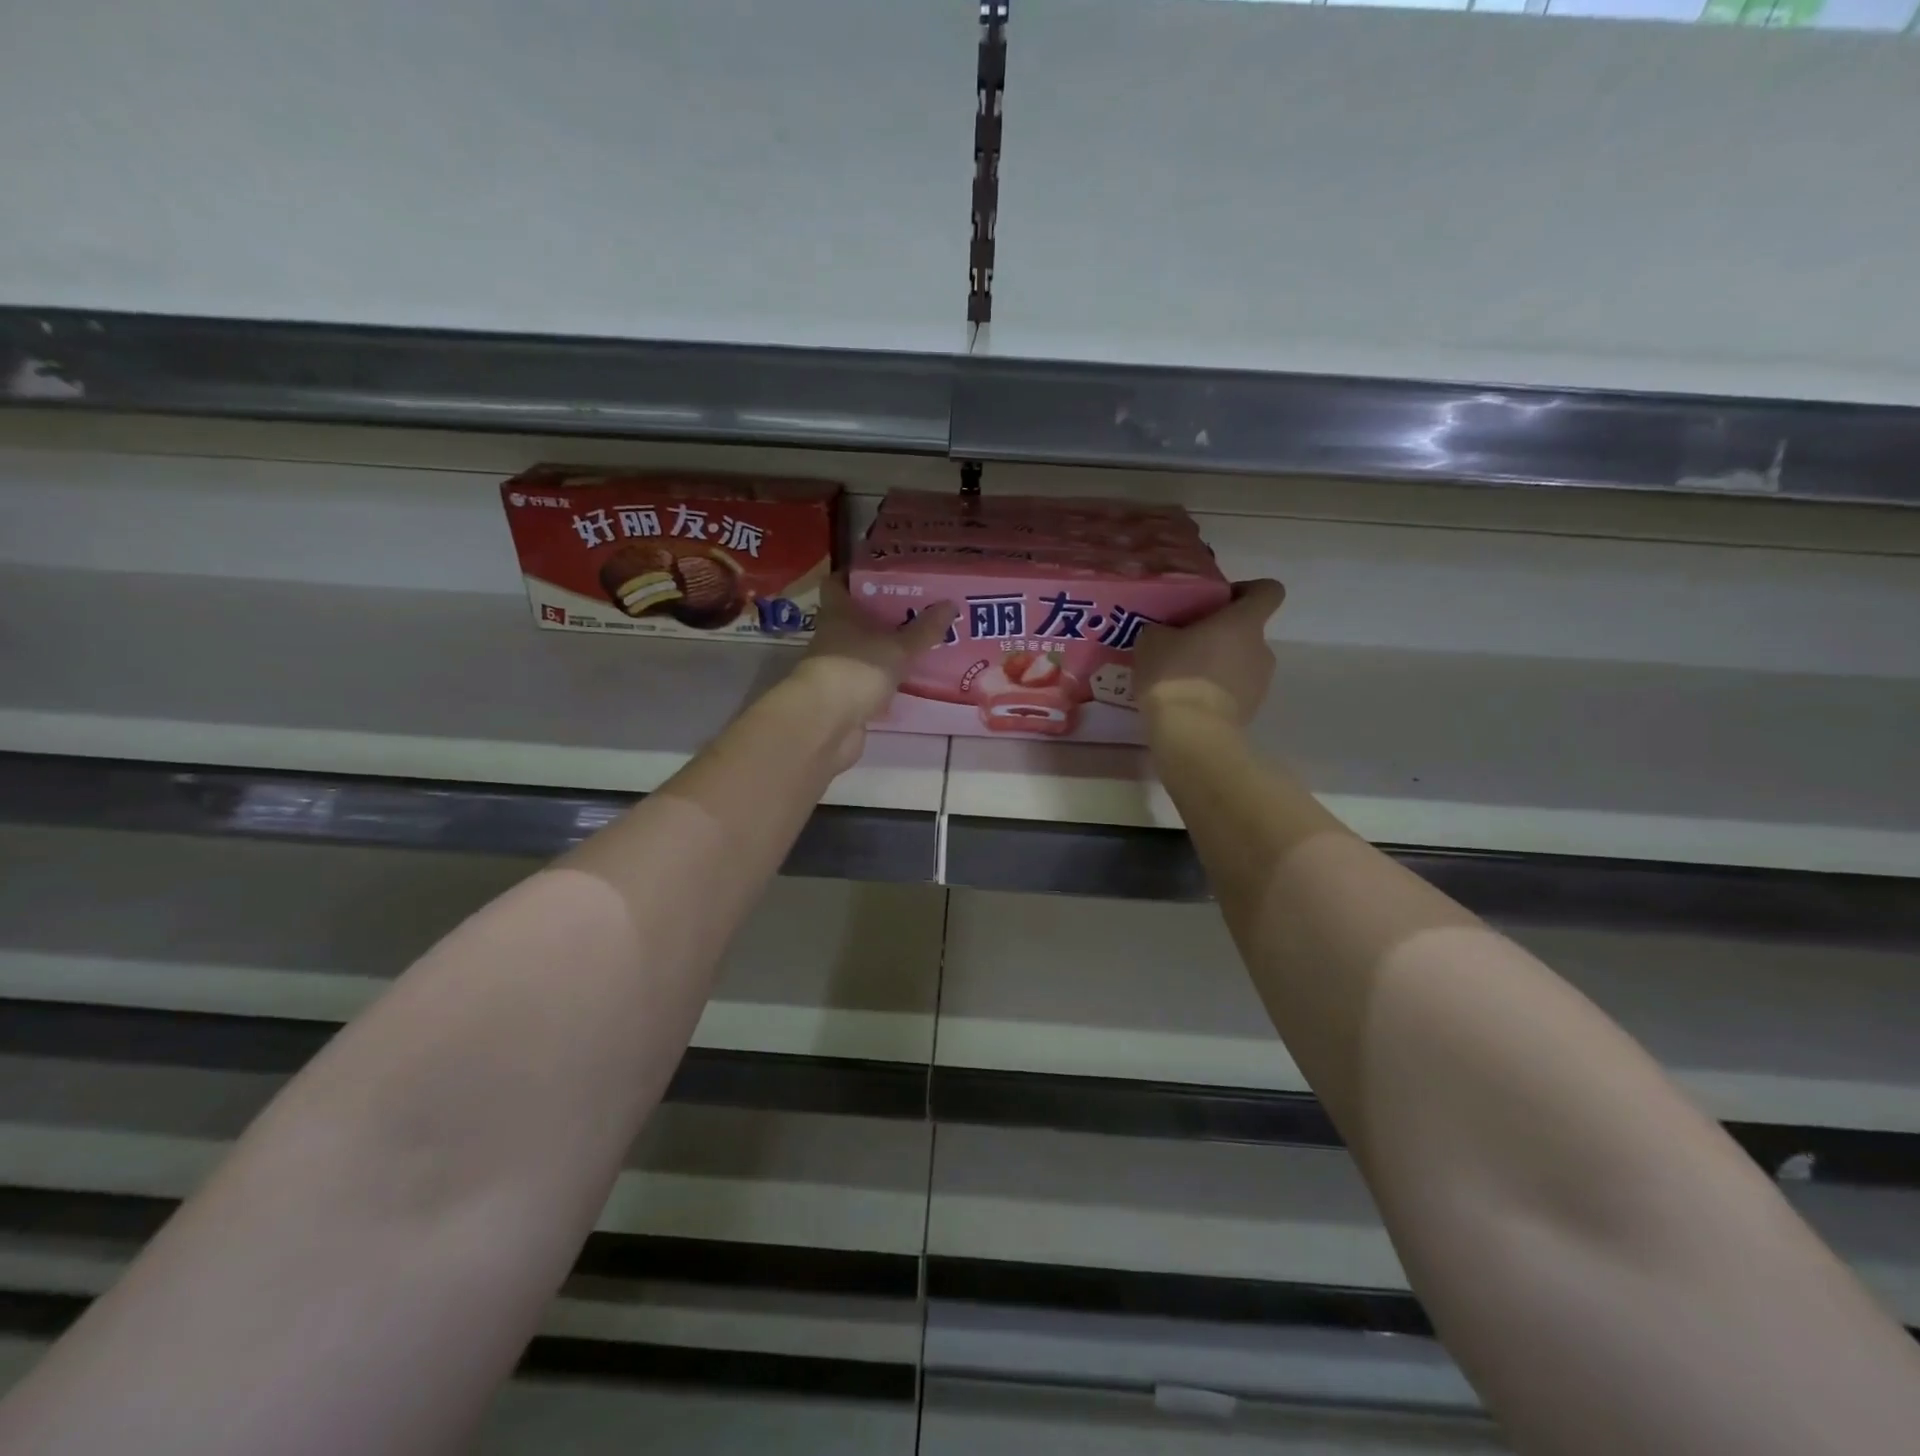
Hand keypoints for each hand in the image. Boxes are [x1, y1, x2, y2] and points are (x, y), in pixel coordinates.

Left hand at [788, 578, 957, 770]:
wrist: (826, 724)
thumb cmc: (857, 670)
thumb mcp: (898, 647)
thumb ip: (924, 629)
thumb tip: (950, 604)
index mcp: (838, 613)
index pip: (838, 583)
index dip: (856, 574)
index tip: (886, 571)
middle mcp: (833, 637)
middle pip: (856, 618)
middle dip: (884, 614)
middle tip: (919, 607)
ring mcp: (838, 669)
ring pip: (865, 651)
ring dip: (887, 649)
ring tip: (922, 642)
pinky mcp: (845, 698)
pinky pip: (870, 681)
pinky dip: (887, 680)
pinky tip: (912, 679)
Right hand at [1134, 579, 1285, 728]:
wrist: (1191, 733)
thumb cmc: (1175, 674)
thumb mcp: (1152, 641)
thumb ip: (1164, 629)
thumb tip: (1165, 634)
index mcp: (1244, 622)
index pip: (1268, 591)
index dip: (1248, 590)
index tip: (1220, 600)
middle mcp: (1261, 648)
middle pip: (1247, 631)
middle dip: (1220, 635)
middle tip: (1185, 644)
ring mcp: (1261, 683)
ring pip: (1240, 663)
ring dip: (1218, 665)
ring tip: (1183, 678)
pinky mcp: (1252, 711)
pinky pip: (1234, 691)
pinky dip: (1216, 692)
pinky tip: (1188, 701)